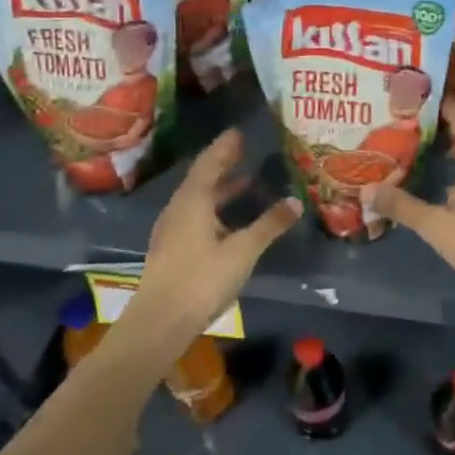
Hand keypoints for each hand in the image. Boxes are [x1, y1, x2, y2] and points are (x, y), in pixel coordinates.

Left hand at [119, 129, 299, 350]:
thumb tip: (295, 201)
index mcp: (192, 201)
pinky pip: (197, 216)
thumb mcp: (242, 251)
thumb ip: (269, 225)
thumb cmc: (201, 279)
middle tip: (246, 151)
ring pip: (199, 200)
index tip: (240, 132)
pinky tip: (232, 221)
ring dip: (221, 189)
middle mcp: (179, 209)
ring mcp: (173, 230)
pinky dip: (216, 209)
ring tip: (246, 182)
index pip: (210, 163)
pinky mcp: (173, 249)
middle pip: (202, 179)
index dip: (225, 147)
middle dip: (224, 165)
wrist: (159, 323)